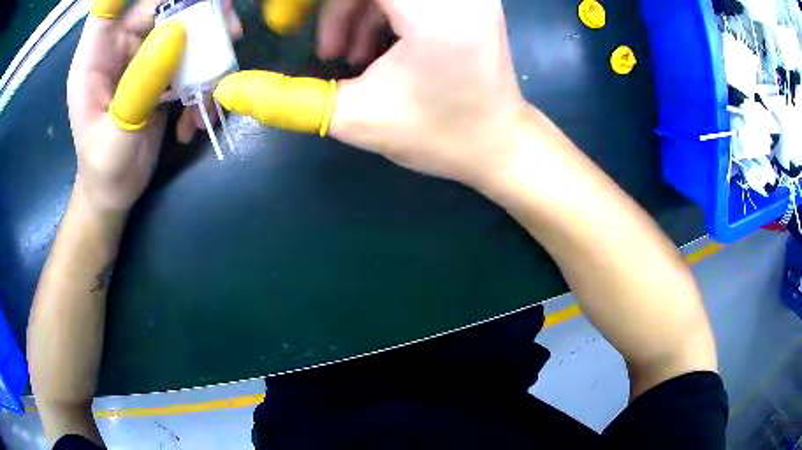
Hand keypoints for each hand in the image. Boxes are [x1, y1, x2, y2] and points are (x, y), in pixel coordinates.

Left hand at [67, 0, 241, 212]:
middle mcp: (118, 48)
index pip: (109, 6)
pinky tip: (197, 115)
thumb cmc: (104, 170)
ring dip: (208, 49)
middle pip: (159, 7)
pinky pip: (189, 59)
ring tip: (217, 82)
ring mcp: (141, 58)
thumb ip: (141, 85)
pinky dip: (203, 81)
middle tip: (229, 30)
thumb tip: (178, 30)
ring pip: (182, 28)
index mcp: (95, 58)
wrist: (114, 193)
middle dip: (196, 12)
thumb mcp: (118, 135)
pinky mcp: (159, 72)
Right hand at [218, 0, 527, 188]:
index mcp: (436, 10)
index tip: (287, 16)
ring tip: (341, 53)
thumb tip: (231, 89)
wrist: (498, 143)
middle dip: (328, 6)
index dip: (309, 1)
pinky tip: (368, 44)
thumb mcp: (357, 118)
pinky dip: (374, 7)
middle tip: (316, 42)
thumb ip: (287, 100)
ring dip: (348, 8)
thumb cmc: (439, 135)